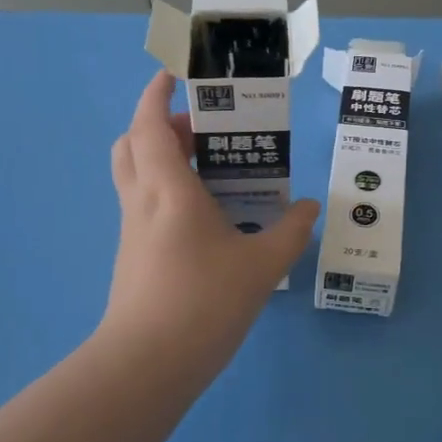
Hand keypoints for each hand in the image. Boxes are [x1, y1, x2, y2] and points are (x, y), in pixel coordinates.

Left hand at [100, 72, 318, 374]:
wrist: (146, 366)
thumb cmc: (203, 303)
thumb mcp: (261, 266)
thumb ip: (290, 232)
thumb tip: (309, 208)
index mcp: (169, 190)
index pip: (150, 125)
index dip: (156, 94)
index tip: (174, 75)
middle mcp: (143, 202)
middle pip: (133, 144)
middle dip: (161, 125)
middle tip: (202, 129)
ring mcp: (132, 231)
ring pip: (135, 175)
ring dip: (162, 157)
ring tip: (208, 168)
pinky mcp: (133, 256)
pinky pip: (144, 204)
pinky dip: (166, 191)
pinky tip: (205, 217)